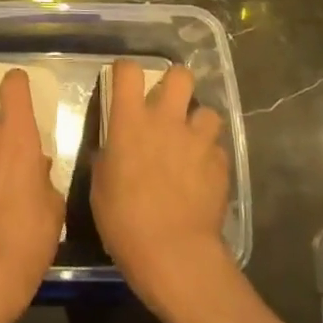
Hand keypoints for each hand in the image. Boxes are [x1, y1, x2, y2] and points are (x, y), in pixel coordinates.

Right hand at [92, 59, 233, 320]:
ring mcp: (198, 140)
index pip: (128, 70)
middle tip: (167, 104)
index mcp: (131, 120)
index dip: (126, 71)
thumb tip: (113, 149)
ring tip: (191, 141)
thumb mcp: (101, 184)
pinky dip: (209, 156)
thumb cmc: (123, 219)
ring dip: (198, 122)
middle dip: (175, 84)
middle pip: (180, 75)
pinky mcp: (221, 163)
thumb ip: (109, 156)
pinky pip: (217, 148)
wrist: (173, 252)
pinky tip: (202, 174)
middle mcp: (166, 120)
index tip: (124, 83)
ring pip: (207, 111)